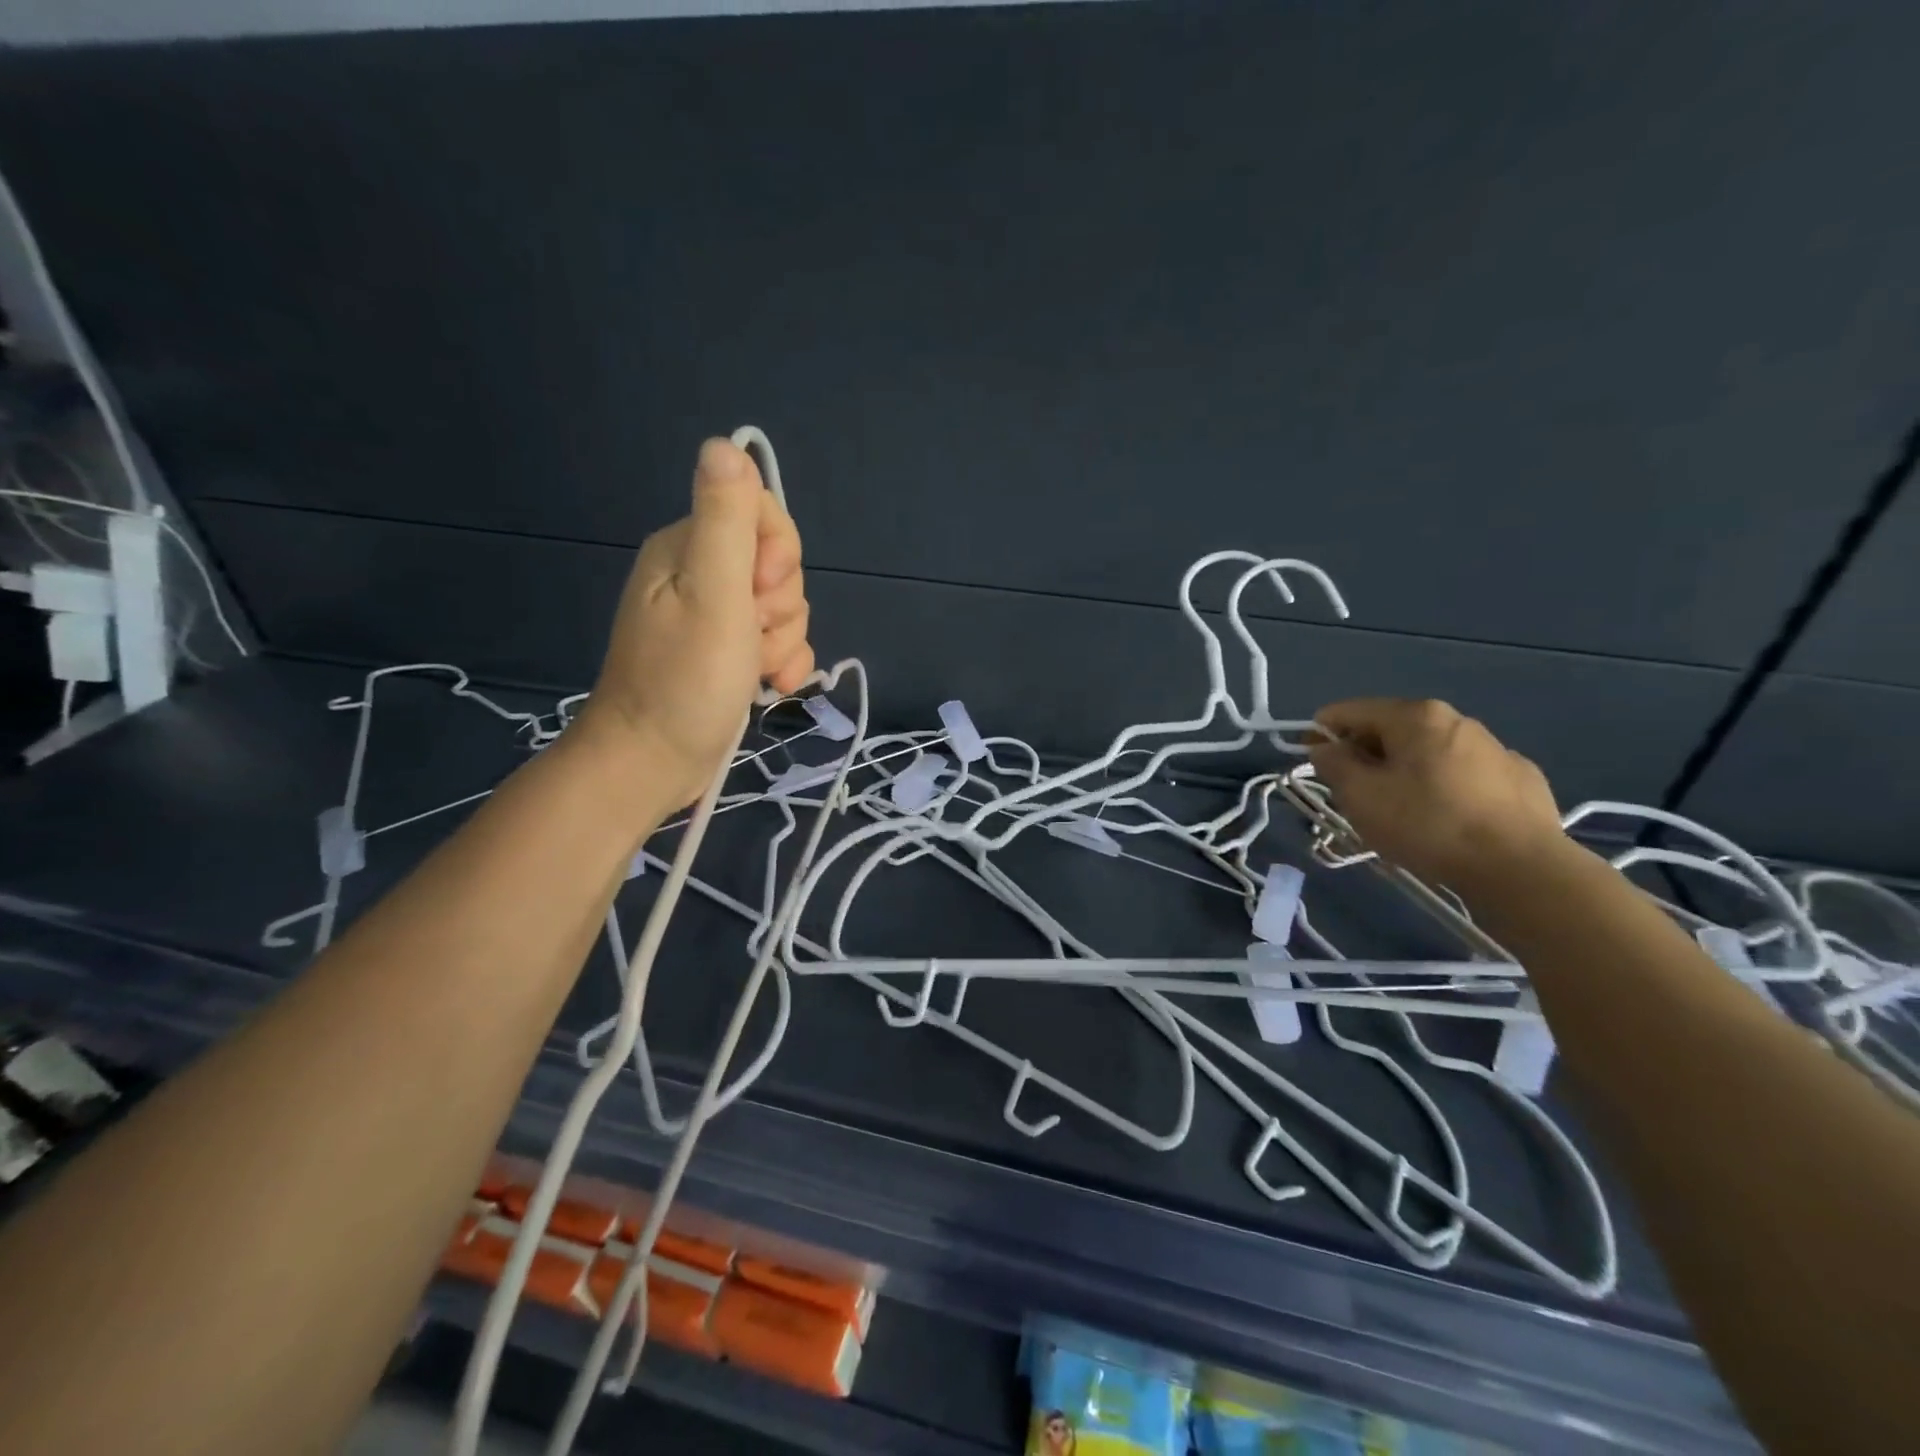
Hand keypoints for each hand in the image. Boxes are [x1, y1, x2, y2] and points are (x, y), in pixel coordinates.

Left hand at [579, 439, 813, 808]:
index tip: (756, 590)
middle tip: (750, 637)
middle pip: (778, 565)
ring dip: (783, 642)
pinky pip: (777, 642)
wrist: (652, 764)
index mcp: (688, 547)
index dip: (778, 553)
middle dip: (781, 606)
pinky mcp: (727, 653)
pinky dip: (782, 664)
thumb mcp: (713, 595)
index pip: (762, 514)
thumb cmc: (683, 681)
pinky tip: (770, 687)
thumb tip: (726, 444)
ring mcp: (715, 617)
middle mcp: (701, 574)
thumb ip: (725, 521)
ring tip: (755, 671)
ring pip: (784, 608)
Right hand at [1305, 698, 1567, 888]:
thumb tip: (1326, 749)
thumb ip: (1333, 765)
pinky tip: (1444, 820)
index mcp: (1415, 716)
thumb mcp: (1360, 797)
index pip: (1350, 711)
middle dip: (1364, 756)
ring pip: (1428, 753)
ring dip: (1403, 772)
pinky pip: (1463, 776)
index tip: (1309, 761)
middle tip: (1351, 794)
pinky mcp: (1520, 779)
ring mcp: (1495, 748)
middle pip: (1390, 730)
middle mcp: (1457, 720)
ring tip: (1397, 812)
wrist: (1521, 869)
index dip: (1321, 733)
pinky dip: (1442, 788)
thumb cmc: (1428, 825)